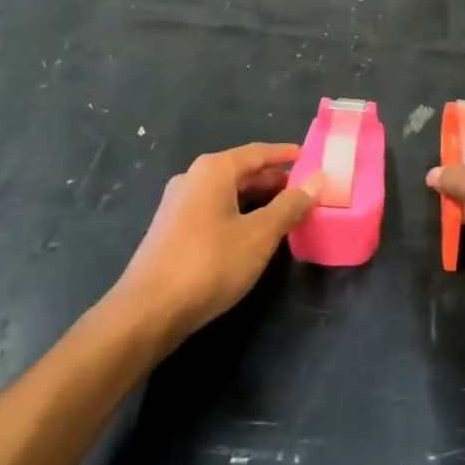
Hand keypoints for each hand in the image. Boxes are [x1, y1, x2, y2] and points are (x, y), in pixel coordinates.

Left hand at [117, 143, 320, 344]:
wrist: (147, 311)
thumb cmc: (209, 263)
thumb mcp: (259, 235)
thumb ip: (290, 205)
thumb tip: (317, 179)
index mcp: (214, 170)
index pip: (258, 152)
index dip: (285, 154)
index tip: (310, 157)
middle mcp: (193, 178)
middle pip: (241, 170)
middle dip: (273, 179)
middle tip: (303, 189)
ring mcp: (178, 204)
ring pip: (226, 192)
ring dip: (256, 198)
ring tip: (284, 211)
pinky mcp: (171, 229)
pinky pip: (213, 209)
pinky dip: (238, 213)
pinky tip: (251, 233)